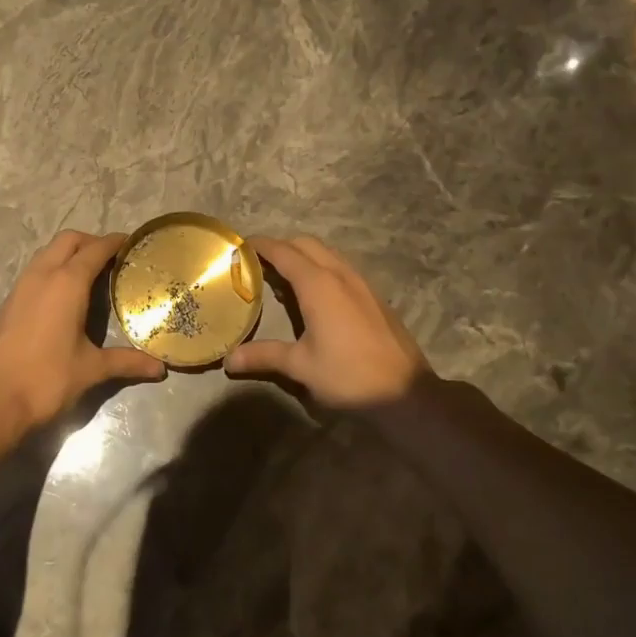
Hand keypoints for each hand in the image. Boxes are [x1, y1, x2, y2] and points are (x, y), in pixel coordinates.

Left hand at [0, 231, 165, 433]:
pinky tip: (62, 297)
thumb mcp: (92, 369)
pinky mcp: (6, 303)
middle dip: (90, 242)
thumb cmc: (47, 379)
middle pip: (68, 240)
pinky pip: (33, 272)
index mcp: (67, 283)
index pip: (95, 249)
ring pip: (46, 253)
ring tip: (88, 275)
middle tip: (111, 259)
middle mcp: (42, 275)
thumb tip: (159, 369)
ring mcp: (20, 287)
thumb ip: (127, 362)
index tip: (131, 242)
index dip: (115, 242)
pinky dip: (51, 270)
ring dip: (68, 254)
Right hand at [225, 235, 429, 406]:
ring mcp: (361, 282)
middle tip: (258, 264)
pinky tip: (314, 296)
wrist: (406, 392)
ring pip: (326, 253)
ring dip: (303, 256)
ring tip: (282, 278)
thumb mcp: (301, 366)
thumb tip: (229, 360)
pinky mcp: (373, 295)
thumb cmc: (349, 376)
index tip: (239, 246)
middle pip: (305, 244)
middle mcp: (340, 274)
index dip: (260, 245)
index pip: (283, 251)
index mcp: (318, 284)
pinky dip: (321, 268)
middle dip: (281, 247)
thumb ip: (264, 356)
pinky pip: (341, 267)